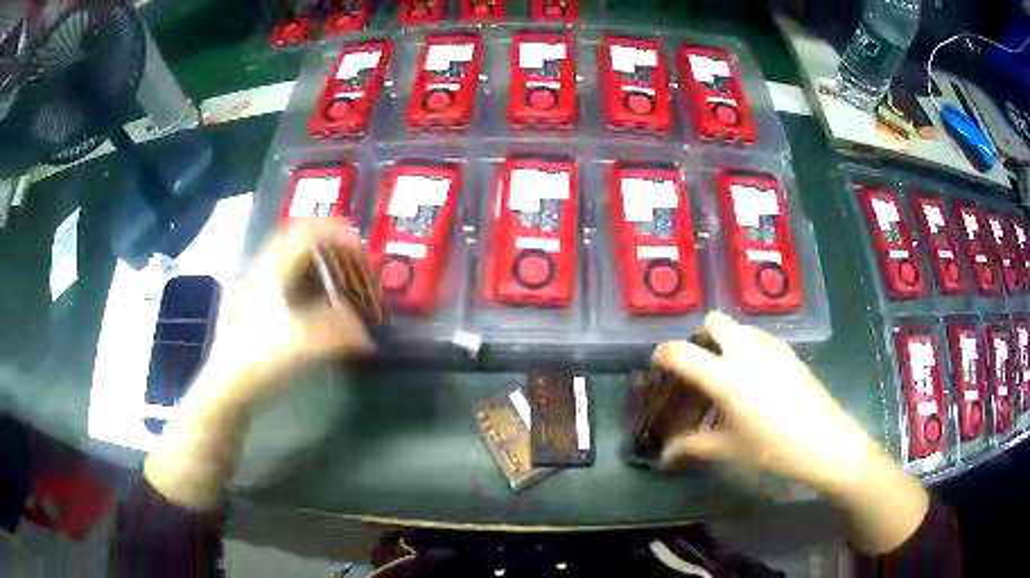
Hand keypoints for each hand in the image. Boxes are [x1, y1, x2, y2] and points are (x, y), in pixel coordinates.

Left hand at [145, 219, 372, 510]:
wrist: (225, 391)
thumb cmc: (256, 360)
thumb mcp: (301, 344)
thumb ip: (338, 333)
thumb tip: (366, 335)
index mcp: (271, 269)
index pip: (304, 231)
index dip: (335, 232)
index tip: (360, 249)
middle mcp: (264, 273)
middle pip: (300, 243)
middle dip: (332, 248)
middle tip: (355, 264)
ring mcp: (259, 293)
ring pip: (294, 266)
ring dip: (322, 269)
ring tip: (344, 285)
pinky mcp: (259, 314)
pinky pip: (290, 287)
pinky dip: (312, 290)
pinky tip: (322, 311)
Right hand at [653, 311, 927, 553]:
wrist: (826, 442)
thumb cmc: (773, 449)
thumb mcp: (729, 450)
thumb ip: (693, 447)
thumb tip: (664, 456)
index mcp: (726, 376)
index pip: (683, 353)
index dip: (663, 355)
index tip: (657, 364)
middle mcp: (746, 352)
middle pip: (715, 322)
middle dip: (700, 336)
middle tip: (698, 365)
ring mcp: (771, 348)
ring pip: (740, 327)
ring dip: (725, 342)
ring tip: (726, 376)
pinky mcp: (789, 352)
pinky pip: (759, 338)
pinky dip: (747, 348)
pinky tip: (754, 381)